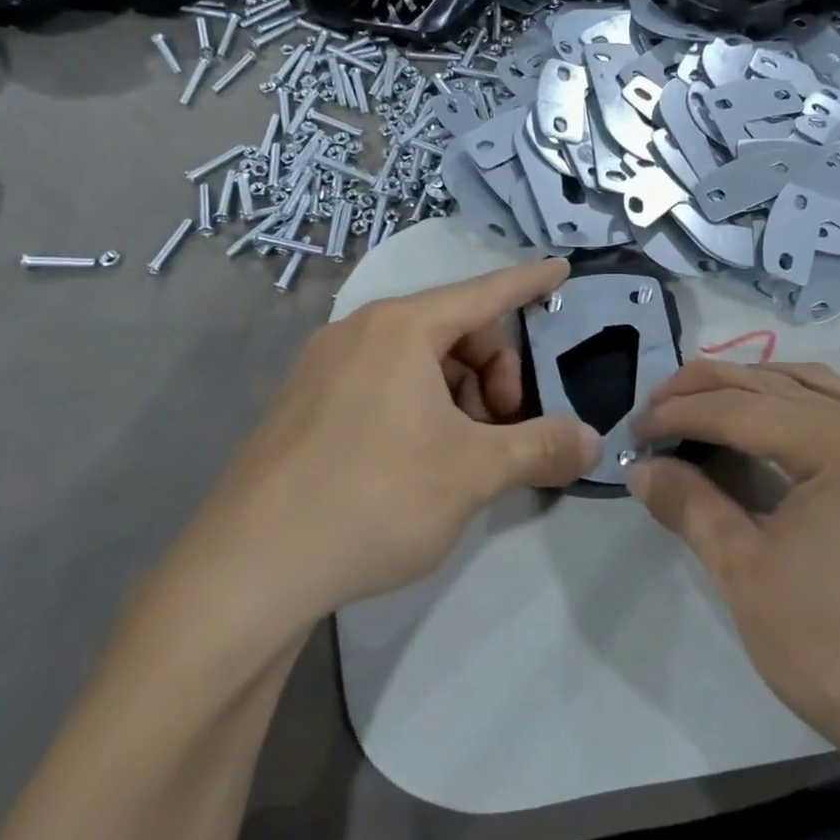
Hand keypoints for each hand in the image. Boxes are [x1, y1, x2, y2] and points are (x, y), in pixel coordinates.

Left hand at [157, 259, 599, 651]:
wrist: (248, 570)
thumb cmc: (373, 499)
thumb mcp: (473, 473)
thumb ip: (540, 448)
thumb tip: (592, 441)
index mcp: (399, 328)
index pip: (483, 293)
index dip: (529, 282)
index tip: (562, 269)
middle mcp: (357, 333)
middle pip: (453, 332)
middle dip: (494, 373)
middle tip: (504, 430)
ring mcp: (322, 369)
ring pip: (416, 363)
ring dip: (458, 398)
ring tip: (464, 456)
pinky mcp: (303, 407)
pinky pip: (381, 386)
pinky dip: (419, 409)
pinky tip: (421, 463)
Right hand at [630, 359, 839, 753]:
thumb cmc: (833, 648)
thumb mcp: (744, 571)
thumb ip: (689, 503)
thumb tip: (640, 468)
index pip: (747, 409)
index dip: (683, 413)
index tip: (636, 428)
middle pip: (784, 386)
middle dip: (712, 389)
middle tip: (657, 403)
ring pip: (820, 392)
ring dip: (756, 389)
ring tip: (703, 402)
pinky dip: (799, 411)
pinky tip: (767, 425)